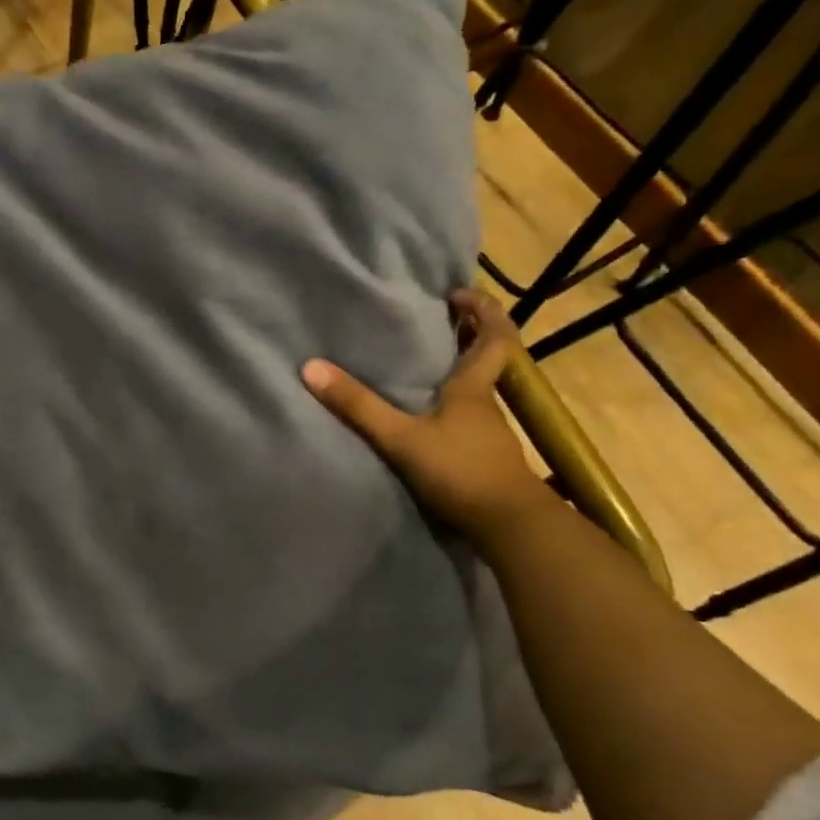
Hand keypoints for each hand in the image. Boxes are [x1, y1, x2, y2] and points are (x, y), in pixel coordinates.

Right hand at [302, 289, 551, 543]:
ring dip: (460, 370)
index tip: (460, 293)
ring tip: (425, 363)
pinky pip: (469, 418)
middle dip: (469, 335)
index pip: (494, 338)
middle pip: (487, 360)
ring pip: (478, 390)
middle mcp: (486, 404)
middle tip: (440, 319)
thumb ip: (358, 406)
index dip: (483, 311)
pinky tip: (429, 415)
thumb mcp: (401, 437)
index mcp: (474, 388)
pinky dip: (453, 405)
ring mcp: (488, 433)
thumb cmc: (460, 471)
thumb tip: (311, 368)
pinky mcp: (485, 458)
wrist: (509, 526)